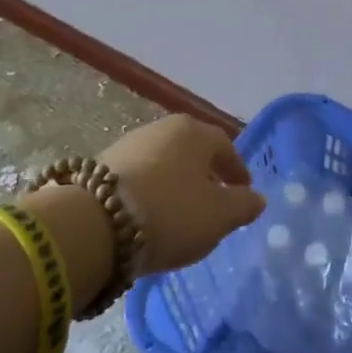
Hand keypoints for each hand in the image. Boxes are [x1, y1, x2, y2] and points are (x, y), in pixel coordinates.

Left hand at [99, 116, 265, 273]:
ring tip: (180, 214)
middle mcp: (162, 128)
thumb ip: (243, 206)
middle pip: (193, 152)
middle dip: (205, 175)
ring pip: (164, 164)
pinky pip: (139, 178)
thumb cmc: (171, 213)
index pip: (226, 147)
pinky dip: (150, 193)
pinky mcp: (101, 166)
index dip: (237, 171)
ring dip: (175, 184)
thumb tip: (257, 198)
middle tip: (214, 202)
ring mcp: (129, 144)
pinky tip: (149, 216)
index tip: (243, 192)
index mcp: (195, 132)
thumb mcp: (218, 216)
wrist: (94, 224)